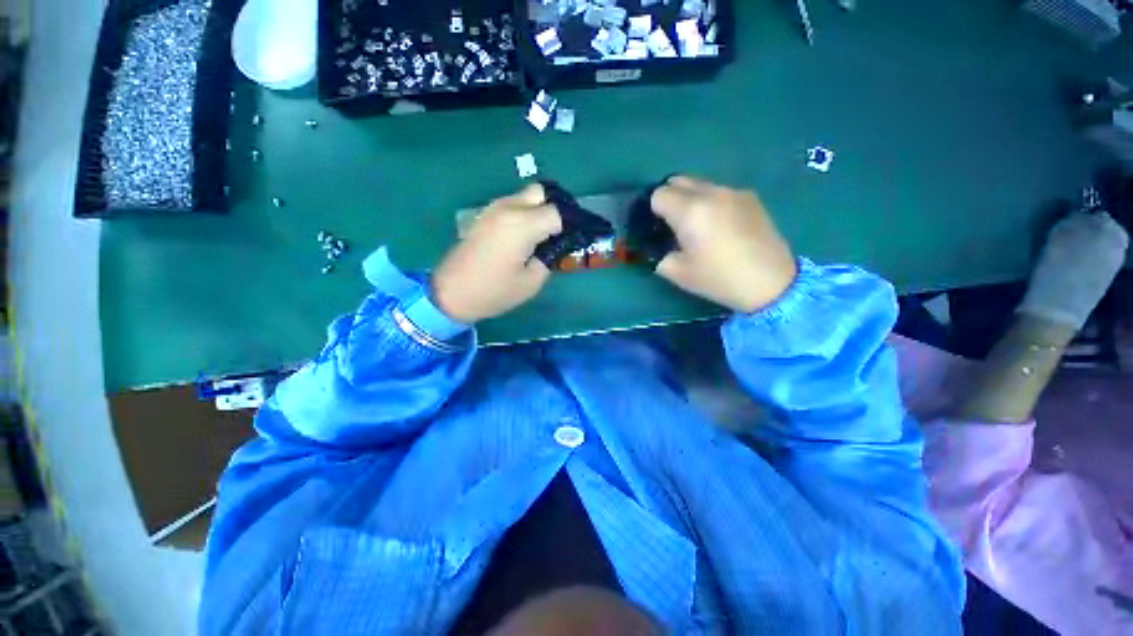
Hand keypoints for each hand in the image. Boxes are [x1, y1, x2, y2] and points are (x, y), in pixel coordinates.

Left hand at [432, 184, 561, 323]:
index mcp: (523, 225)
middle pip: (540, 192)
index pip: (557, 213)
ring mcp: (493, 210)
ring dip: (536, 211)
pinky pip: (510, 205)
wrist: (451, 293)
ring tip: (541, 237)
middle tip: (556, 233)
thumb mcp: (531, 283)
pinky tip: (522, 237)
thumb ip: (548, 259)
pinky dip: (522, 214)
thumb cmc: (494, 291)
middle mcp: (508, 209)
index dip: (568, 226)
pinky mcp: (484, 216)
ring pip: (524, 197)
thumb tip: (554, 247)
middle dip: (553, 209)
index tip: (571, 240)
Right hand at [651, 176, 796, 312]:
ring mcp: (733, 192)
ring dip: (691, 199)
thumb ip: (660, 255)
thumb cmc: (719, 278)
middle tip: (673, 223)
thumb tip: (659, 247)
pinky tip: (722, 225)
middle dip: (669, 198)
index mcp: (690, 211)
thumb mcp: (678, 273)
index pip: (659, 194)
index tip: (658, 227)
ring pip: (700, 184)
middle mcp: (711, 193)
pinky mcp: (751, 197)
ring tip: (699, 225)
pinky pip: (720, 191)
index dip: (653, 210)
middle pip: (678, 180)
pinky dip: (712, 202)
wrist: (771, 282)